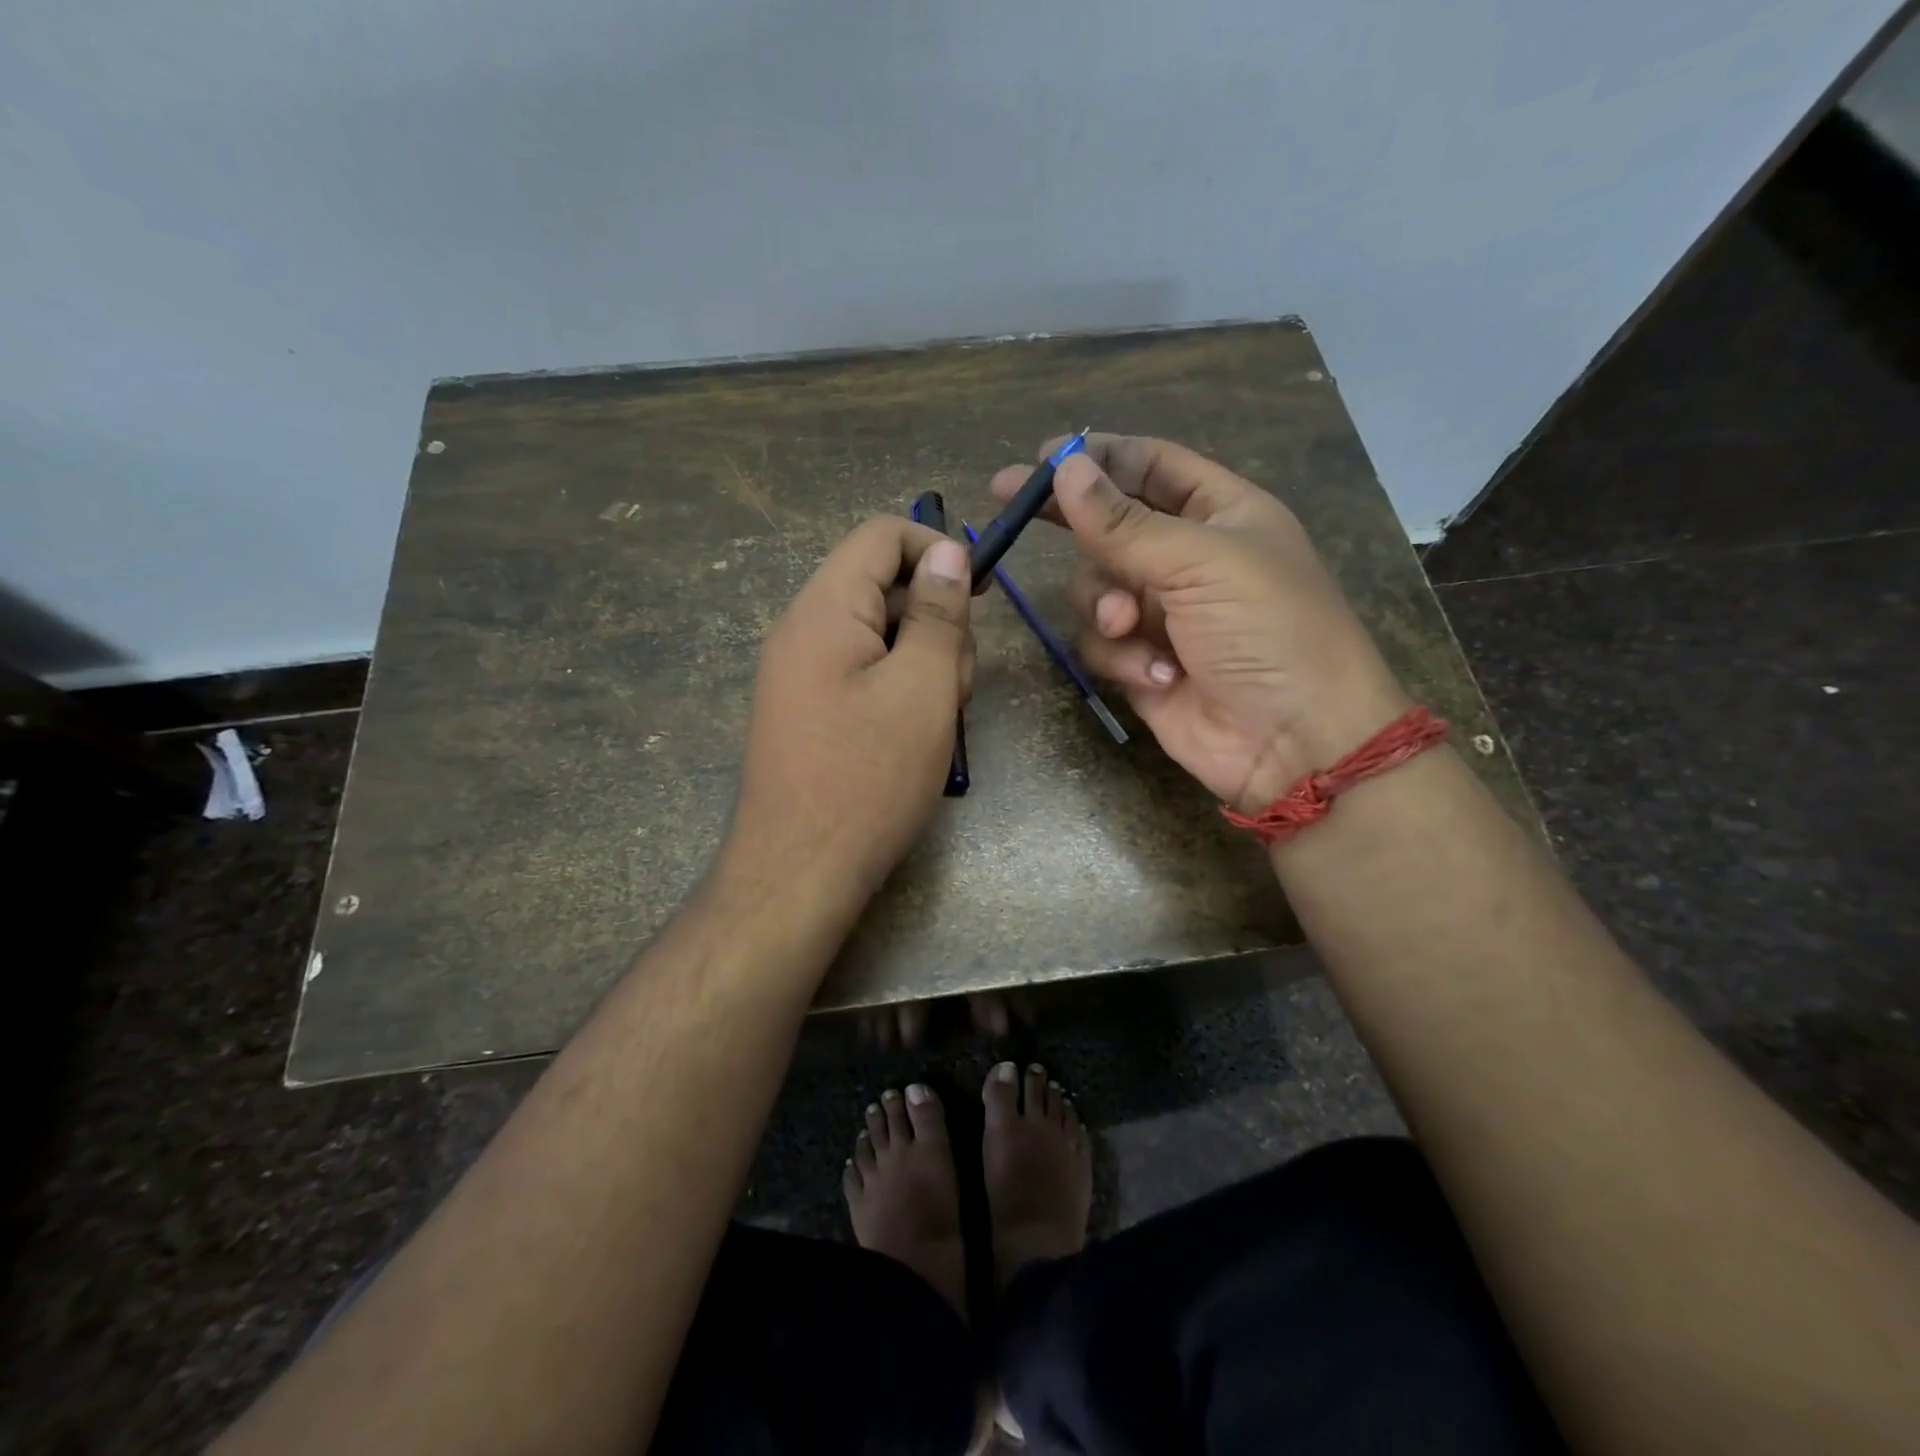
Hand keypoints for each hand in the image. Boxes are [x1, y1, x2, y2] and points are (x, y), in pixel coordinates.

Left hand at [728, 516, 973, 914]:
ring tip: (936, 722)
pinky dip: (898, 690)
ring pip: (879, 635)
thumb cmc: (868, 778)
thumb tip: (947, 551)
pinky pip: (862, 673)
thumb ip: (938, 613)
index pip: (880, 536)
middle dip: (934, 623)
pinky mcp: (807, 710)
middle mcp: (802, 630)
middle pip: (882, 587)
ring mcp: (799, 673)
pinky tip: (913, 736)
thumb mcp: (922, 688)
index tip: (981, 593)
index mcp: (823, 610)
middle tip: (954, 686)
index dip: (936, 549)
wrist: (798, 872)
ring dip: (921, 663)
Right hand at [989, 434, 1406, 811]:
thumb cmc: (1268, 631)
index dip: (1097, 457)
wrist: (1293, 741)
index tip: (1039, 458)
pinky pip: (1100, 643)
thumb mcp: (1200, 562)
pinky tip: (1155, 675)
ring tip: (1128, 627)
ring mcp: (1161, 613)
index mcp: (1219, 513)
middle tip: (1010, 504)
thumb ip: (1124, 523)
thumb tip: (1064, 469)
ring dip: (1104, 605)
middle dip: (1072, 522)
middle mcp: (1186, 557)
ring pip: (1094, 588)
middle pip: (1109, 525)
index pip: (1149, 466)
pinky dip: (1119, 656)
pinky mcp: (1141, 662)